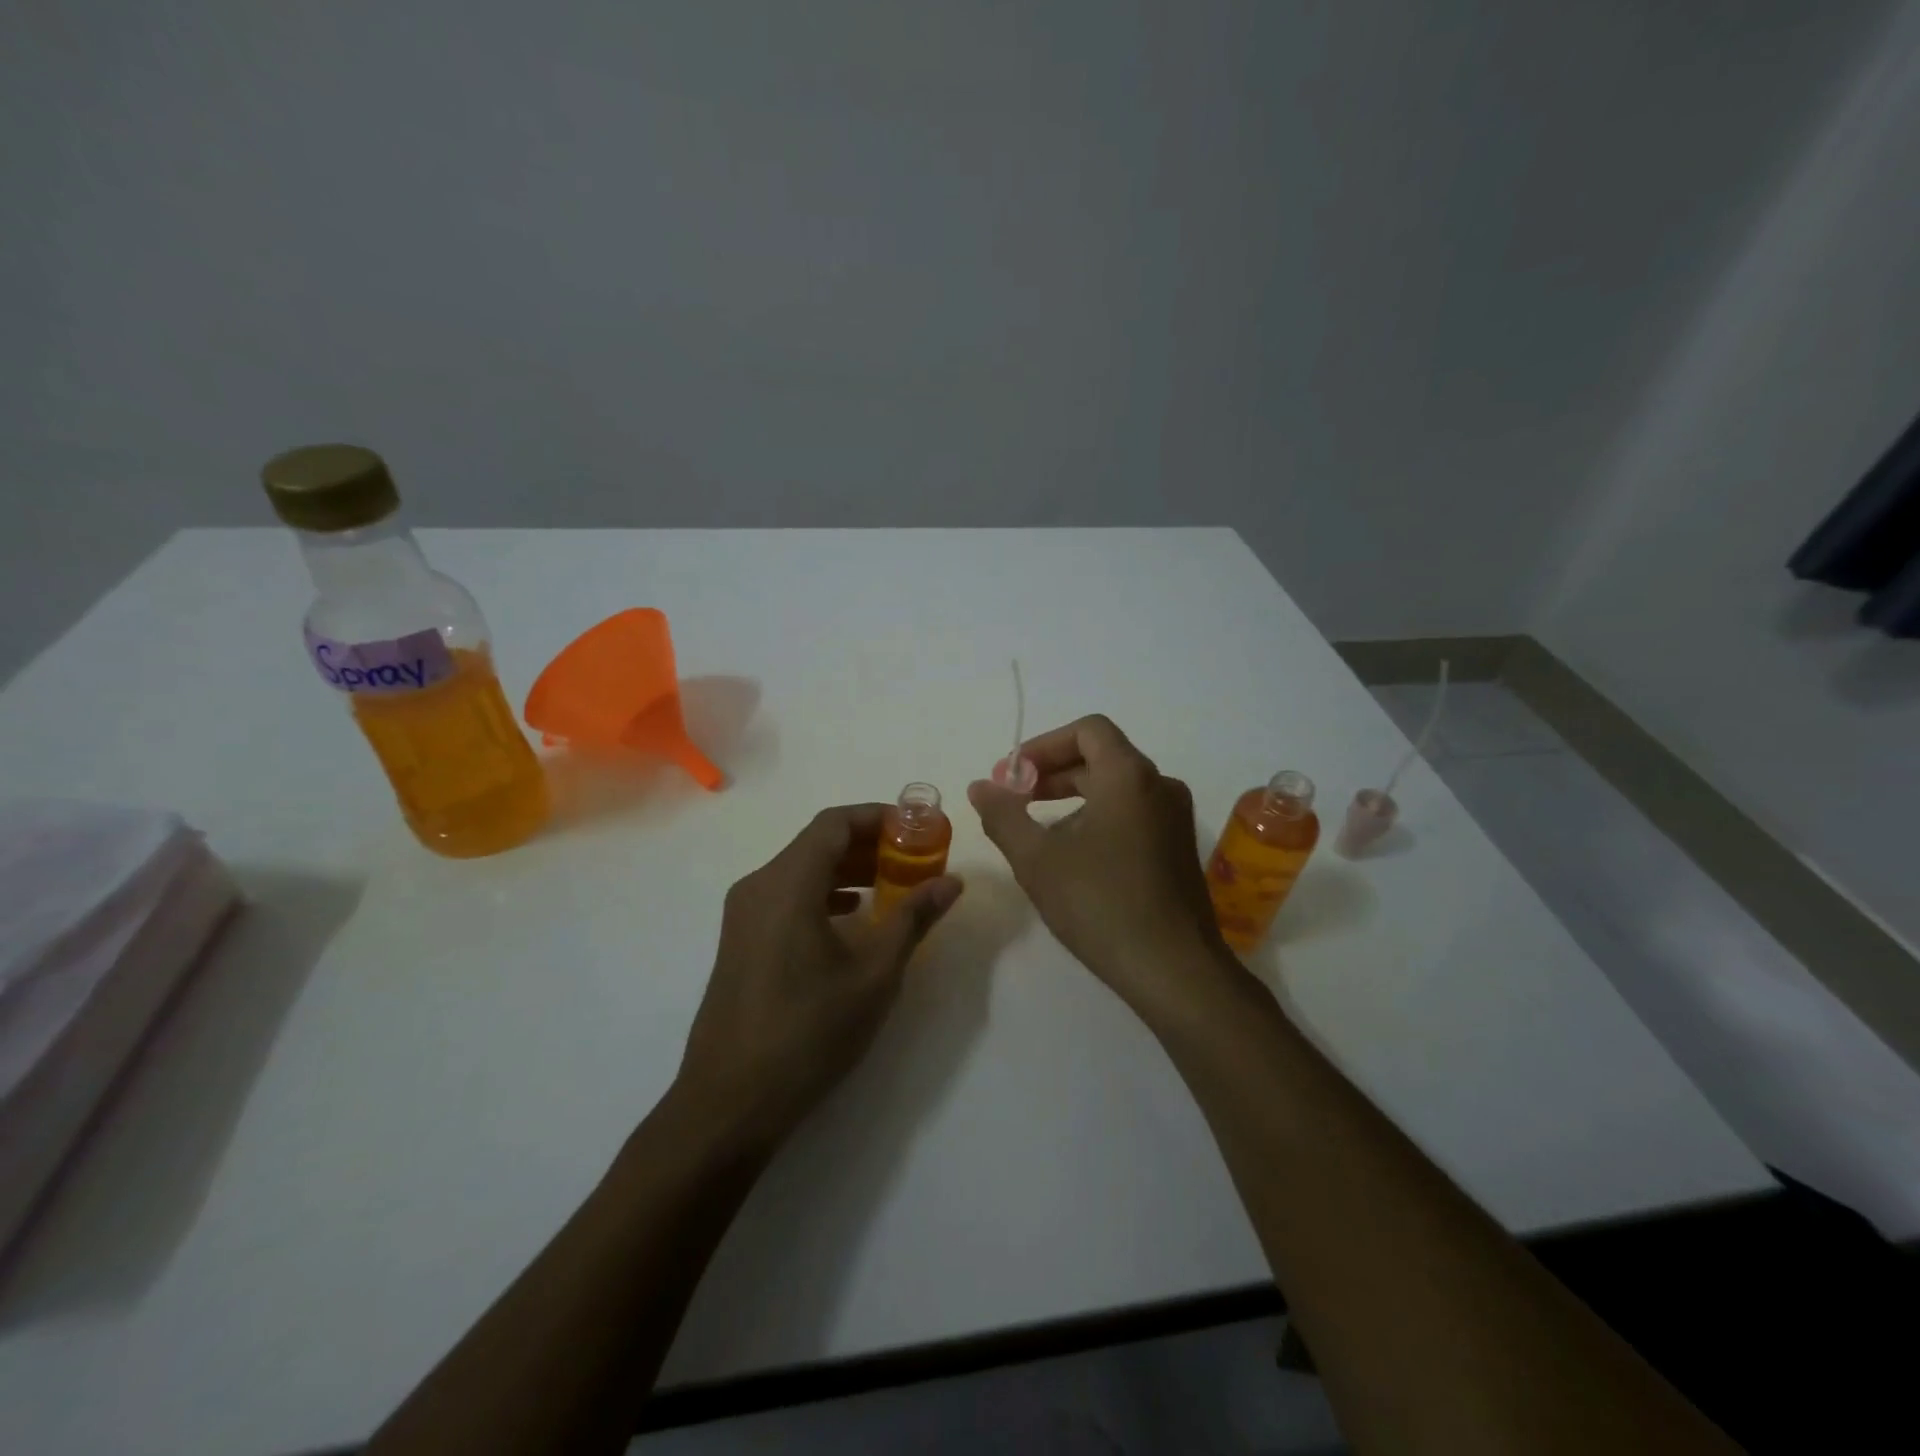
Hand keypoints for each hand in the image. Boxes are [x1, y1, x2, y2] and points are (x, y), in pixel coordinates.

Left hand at [675, 804, 962, 1148]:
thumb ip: (912, 919)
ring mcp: (743, 916)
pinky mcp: (740, 942)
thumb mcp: (874, 975)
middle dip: (868, 844)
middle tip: (914, 857)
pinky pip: (786, 897)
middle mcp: (758, 886)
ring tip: (892, 884)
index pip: (834, 824)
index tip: (918, 828)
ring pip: (801, 871)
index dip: (879, 817)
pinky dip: (824, 894)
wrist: (729, 1103)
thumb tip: (951, 881)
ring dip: (847, 870)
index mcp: (787, 883)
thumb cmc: (808, 1032)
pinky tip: (853, 918)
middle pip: (817, 843)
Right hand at [969, 715, 1231, 1016]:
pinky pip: (1133, 814)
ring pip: (1117, 788)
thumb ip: (1003, 815)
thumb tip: (980, 787)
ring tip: (1038, 831)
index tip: (1012, 777)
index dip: (1043, 745)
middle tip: (1015, 801)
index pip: (1087, 730)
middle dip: (1052, 773)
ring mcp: (1175, 819)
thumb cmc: (1101, 904)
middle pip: (1101, 757)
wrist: (1174, 970)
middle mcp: (1160, 786)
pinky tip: (1074, 857)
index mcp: (1129, 776)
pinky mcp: (1178, 848)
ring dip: (1073, 797)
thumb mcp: (1037, 859)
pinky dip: (1098, 817)